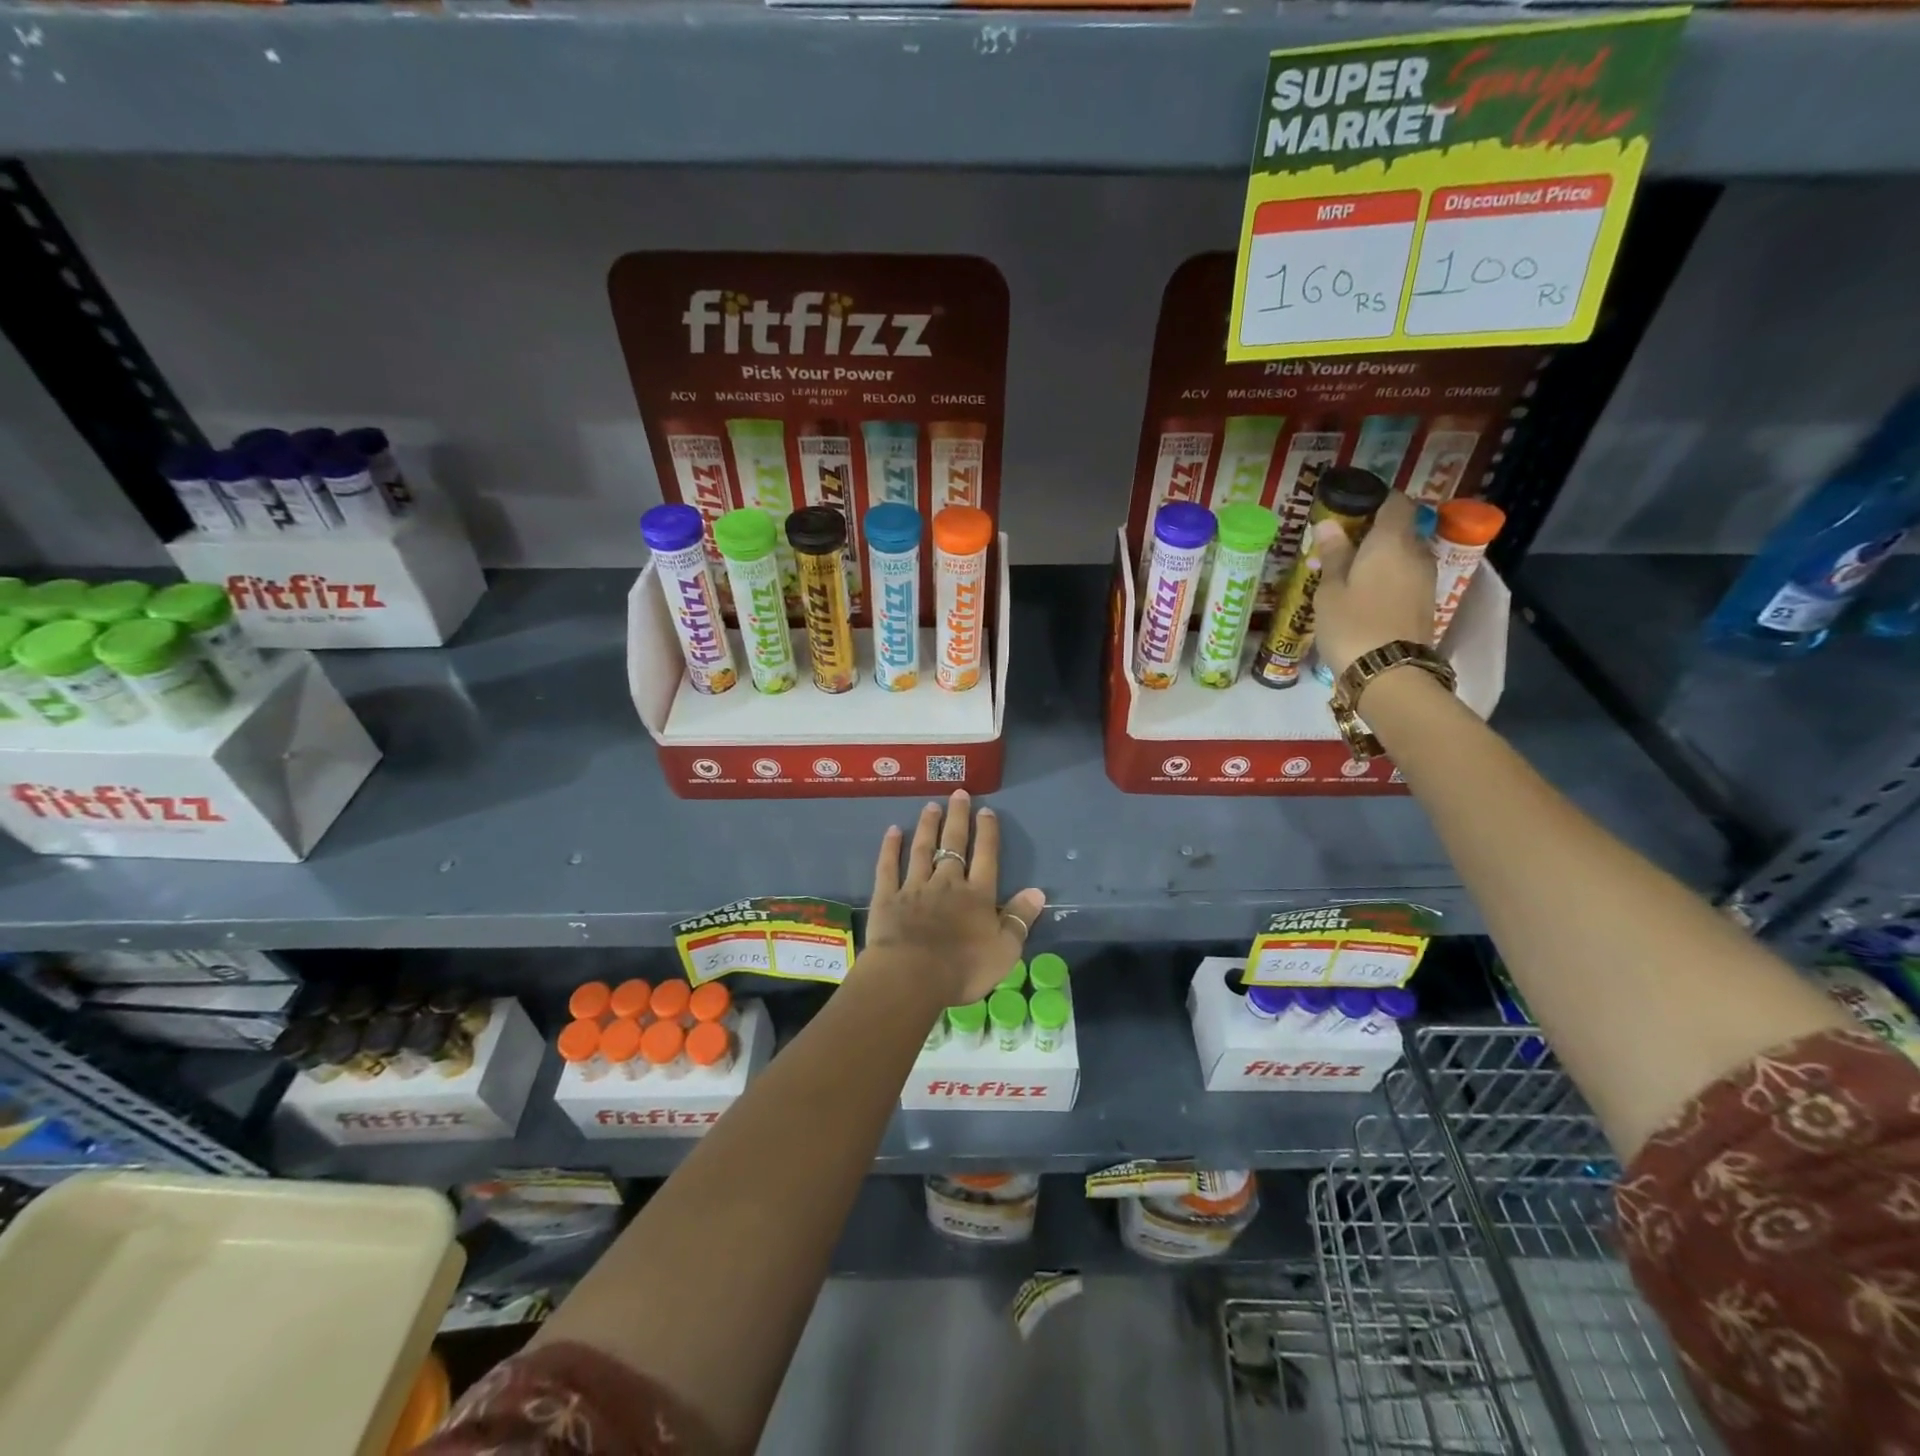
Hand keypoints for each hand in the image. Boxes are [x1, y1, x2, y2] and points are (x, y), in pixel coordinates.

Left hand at [865, 791, 1046, 1007]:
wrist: (912, 976)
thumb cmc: (963, 968)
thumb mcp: (1005, 950)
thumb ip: (1020, 918)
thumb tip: (1038, 892)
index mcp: (977, 895)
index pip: (985, 856)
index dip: (987, 832)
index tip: (986, 810)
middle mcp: (947, 882)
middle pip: (953, 844)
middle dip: (957, 818)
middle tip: (958, 793)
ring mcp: (915, 887)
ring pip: (922, 849)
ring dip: (927, 826)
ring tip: (931, 806)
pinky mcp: (887, 897)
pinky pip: (888, 867)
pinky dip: (890, 848)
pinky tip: (892, 831)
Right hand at [1310, 491, 1437, 676]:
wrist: (1389, 672)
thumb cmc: (1352, 624)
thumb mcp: (1331, 590)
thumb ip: (1333, 554)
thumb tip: (1328, 524)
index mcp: (1392, 541)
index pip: (1396, 503)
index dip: (1375, 501)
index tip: (1349, 510)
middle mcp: (1416, 553)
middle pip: (1400, 529)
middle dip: (1372, 533)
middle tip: (1338, 548)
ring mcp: (1425, 579)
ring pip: (1402, 555)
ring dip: (1378, 558)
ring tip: (1346, 574)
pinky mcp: (1424, 602)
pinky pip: (1405, 576)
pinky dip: (1386, 577)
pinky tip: (1362, 594)